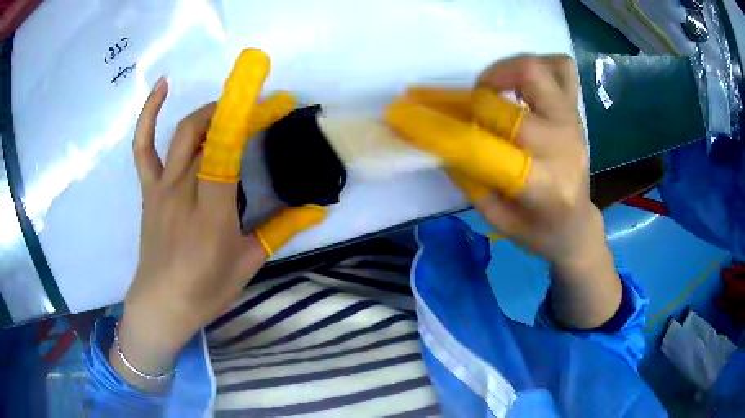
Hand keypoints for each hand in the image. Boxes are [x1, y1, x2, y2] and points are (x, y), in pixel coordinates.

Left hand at [112, 50, 325, 390]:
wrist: (161, 303)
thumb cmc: (205, 290)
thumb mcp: (248, 263)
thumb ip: (281, 230)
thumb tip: (318, 209)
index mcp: (212, 213)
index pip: (229, 150)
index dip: (252, 119)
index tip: (277, 102)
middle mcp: (183, 191)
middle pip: (209, 134)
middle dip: (240, 111)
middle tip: (264, 106)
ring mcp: (161, 186)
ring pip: (183, 132)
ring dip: (210, 110)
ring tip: (231, 105)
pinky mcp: (148, 188)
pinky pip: (143, 145)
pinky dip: (149, 113)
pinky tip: (162, 86)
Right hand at [387, 55, 621, 328]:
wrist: (577, 224)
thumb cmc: (538, 230)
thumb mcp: (496, 218)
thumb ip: (469, 177)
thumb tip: (438, 138)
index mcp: (541, 185)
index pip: (481, 146)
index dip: (438, 128)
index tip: (406, 115)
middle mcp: (560, 145)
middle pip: (502, 104)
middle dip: (468, 101)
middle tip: (461, 110)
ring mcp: (571, 121)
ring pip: (534, 70)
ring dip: (501, 70)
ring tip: (491, 88)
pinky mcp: (576, 109)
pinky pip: (561, 67)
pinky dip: (538, 64)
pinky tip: (522, 82)